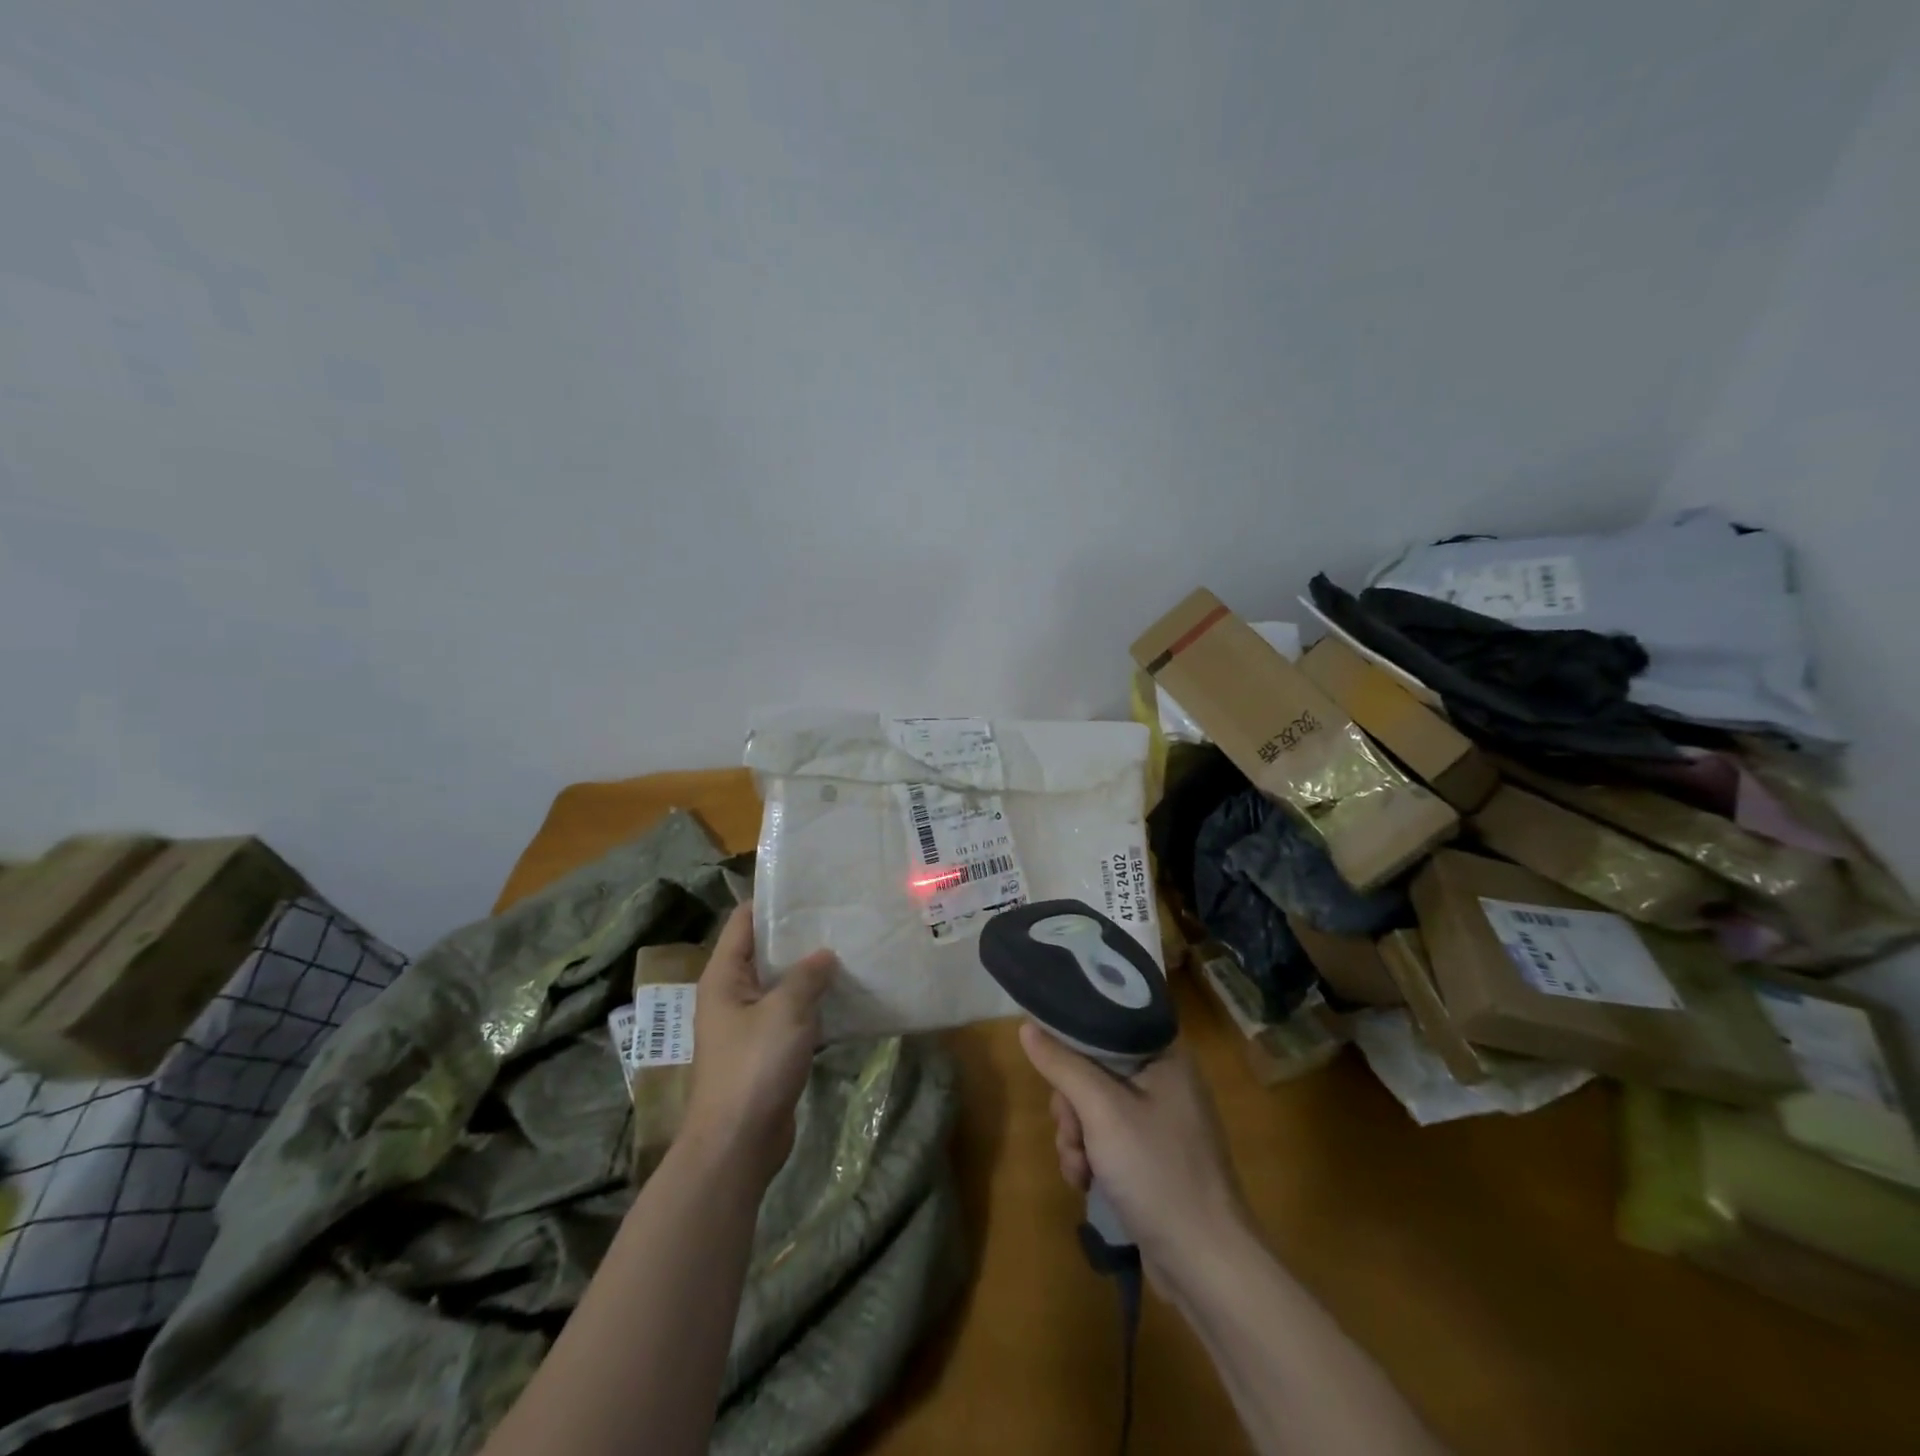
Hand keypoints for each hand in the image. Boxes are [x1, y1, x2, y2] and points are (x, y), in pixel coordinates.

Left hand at [679, 903, 835, 1185]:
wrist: (738, 1145)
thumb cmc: (754, 1067)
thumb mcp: (785, 1011)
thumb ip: (806, 976)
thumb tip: (824, 954)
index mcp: (724, 976)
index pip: (744, 921)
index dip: (773, 901)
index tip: (810, 887)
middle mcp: (732, 994)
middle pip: (765, 951)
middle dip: (799, 935)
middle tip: (839, 916)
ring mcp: (749, 1024)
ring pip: (781, 984)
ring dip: (810, 972)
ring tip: (849, 949)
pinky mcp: (767, 1051)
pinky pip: (792, 1015)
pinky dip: (814, 1004)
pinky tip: (846, 995)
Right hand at [1019, 1024, 1247, 1273]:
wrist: (1206, 1266)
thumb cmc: (1158, 1172)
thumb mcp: (1102, 1111)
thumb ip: (1062, 1065)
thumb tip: (1026, 1026)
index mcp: (1166, 1055)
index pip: (1107, 1025)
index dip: (1073, 1043)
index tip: (1052, 1068)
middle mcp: (1165, 1080)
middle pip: (1094, 1070)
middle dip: (1072, 1106)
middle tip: (1072, 1132)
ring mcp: (1160, 1122)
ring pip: (1094, 1108)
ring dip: (1076, 1138)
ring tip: (1080, 1169)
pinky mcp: (1152, 1157)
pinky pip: (1106, 1139)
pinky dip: (1091, 1158)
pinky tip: (1087, 1183)